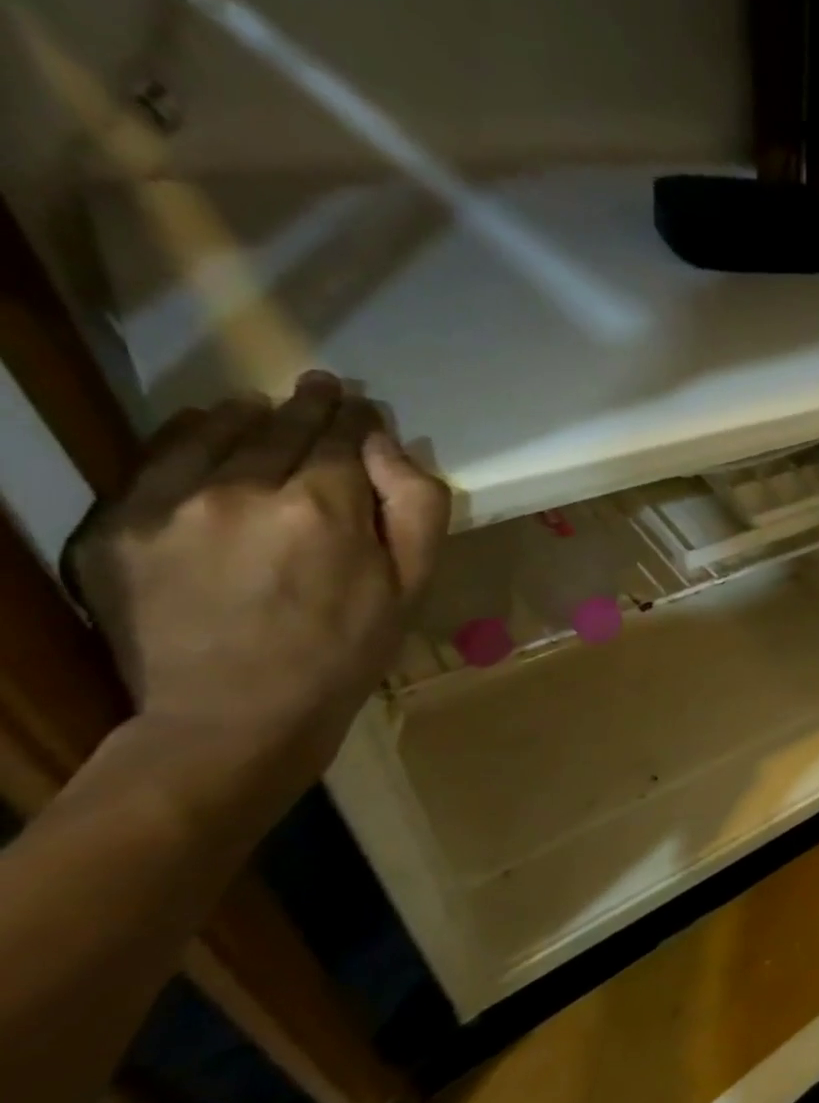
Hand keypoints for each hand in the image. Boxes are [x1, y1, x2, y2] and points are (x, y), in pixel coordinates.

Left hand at [65, 372, 449, 802]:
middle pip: (282, 427)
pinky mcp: (118, 526)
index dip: (357, 419)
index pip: (343, 437)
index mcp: (325, 507)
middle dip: (311, 406)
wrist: (235, 715)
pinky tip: (210, 430)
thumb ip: (416, 507)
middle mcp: (242, 490)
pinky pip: (157, 457)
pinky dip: (189, 435)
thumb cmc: (346, 650)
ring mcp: (170, 505)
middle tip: (325, 387)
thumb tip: (389, 446)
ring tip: (267, 407)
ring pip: (217, 432)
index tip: (363, 407)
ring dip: (251, 415)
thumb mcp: (413, 585)